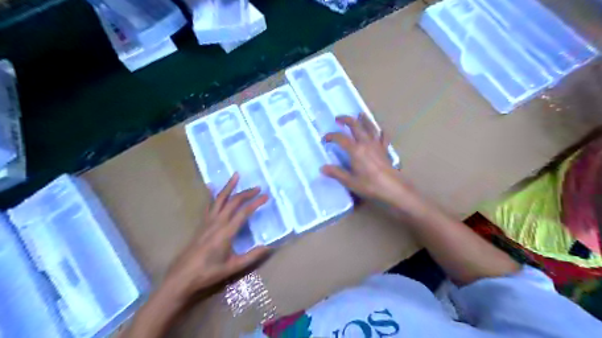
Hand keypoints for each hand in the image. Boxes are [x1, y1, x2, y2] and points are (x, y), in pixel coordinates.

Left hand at [162, 172, 270, 299]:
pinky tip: (211, 186)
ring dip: (229, 187)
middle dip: (246, 193)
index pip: (244, 212)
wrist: (182, 277)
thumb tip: (268, 247)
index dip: (256, 203)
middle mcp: (217, 222)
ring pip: (220, 199)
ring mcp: (208, 221)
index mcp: (226, 232)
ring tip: (236, 175)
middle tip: (258, 188)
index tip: (266, 196)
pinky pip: (209, 205)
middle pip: (233, 202)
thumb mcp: (233, 267)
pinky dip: (212, 195)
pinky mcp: (202, 224)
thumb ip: (252, 256)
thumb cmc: (208, 272)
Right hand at [323, 115, 418, 211]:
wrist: (392, 188)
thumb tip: (322, 168)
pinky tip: (382, 130)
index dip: (331, 136)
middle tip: (339, 118)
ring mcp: (377, 145)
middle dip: (346, 120)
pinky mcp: (385, 150)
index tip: (325, 139)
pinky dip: (381, 132)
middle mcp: (366, 143)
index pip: (341, 138)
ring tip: (361, 114)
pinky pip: (383, 138)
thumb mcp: (350, 181)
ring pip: (370, 128)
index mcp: (355, 150)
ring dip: (364, 120)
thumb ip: (336, 173)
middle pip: (356, 126)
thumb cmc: (370, 185)